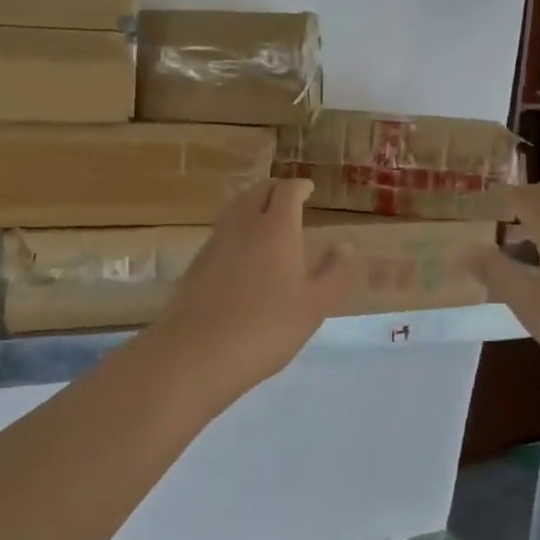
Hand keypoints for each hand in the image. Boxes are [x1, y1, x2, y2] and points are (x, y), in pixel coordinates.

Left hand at [144, 179, 353, 407]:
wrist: (197, 352)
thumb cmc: (266, 327)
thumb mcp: (314, 306)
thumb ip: (333, 274)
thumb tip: (343, 247)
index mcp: (276, 228)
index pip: (287, 191)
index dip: (299, 187)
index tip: (308, 189)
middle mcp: (242, 226)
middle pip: (257, 192)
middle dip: (274, 190)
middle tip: (288, 199)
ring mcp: (214, 243)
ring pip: (234, 209)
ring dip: (252, 205)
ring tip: (264, 219)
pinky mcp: (196, 264)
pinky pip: (221, 232)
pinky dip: (236, 229)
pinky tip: (241, 252)